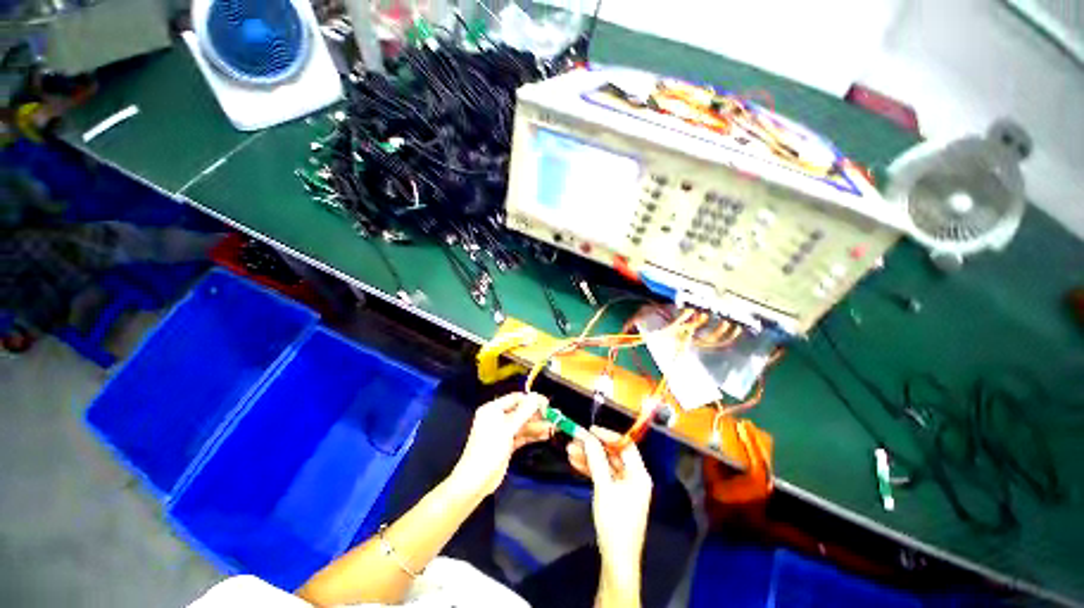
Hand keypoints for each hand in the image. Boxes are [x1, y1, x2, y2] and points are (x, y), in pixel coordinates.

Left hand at [449, 392, 553, 497]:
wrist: (475, 481)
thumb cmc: (489, 449)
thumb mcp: (507, 428)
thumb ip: (524, 412)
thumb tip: (537, 396)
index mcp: (493, 409)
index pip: (515, 398)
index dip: (531, 400)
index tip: (547, 404)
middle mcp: (497, 418)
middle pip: (520, 411)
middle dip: (536, 414)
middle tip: (553, 416)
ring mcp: (502, 432)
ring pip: (523, 424)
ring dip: (537, 425)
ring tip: (553, 427)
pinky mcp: (507, 444)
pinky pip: (522, 435)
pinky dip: (532, 435)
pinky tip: (546, 435)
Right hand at [567, 427, 652, 580]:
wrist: (616, 559)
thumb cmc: (615, 521)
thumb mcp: (604, 487)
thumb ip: (596, 459)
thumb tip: (588, 436)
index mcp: (639, 474)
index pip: (625, 445)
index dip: (608, 435)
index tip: (590, 429)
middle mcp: (634, 477)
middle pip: (613, 454)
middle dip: (593, 447)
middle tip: (575, 439)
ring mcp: (624, 486)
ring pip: (605, 464)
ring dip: (589, 457)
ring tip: (569, 450)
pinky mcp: (616, 495)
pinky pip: (603, 476)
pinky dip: (590, 469)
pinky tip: (575, 463)